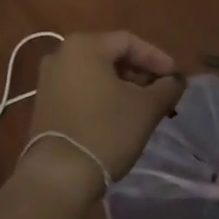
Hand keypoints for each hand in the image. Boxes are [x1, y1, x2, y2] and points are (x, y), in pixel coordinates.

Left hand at [20, 32, 183, 198]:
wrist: (58, 176)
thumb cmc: (105, 132)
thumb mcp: (146, 108)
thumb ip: (166, 88)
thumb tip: (175, 81)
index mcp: (84, 45)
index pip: (129, 42)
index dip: (156, 58)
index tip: (175, 78)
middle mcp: (60, 53)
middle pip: (110, 55)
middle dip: (139, 72)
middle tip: (161, 92)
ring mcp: (48, 79)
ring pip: (95, 73)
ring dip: (122, 86)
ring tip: (143, 106)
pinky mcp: (44, 103)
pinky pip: (80, 89)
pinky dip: (102, 96)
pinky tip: (117, 116)